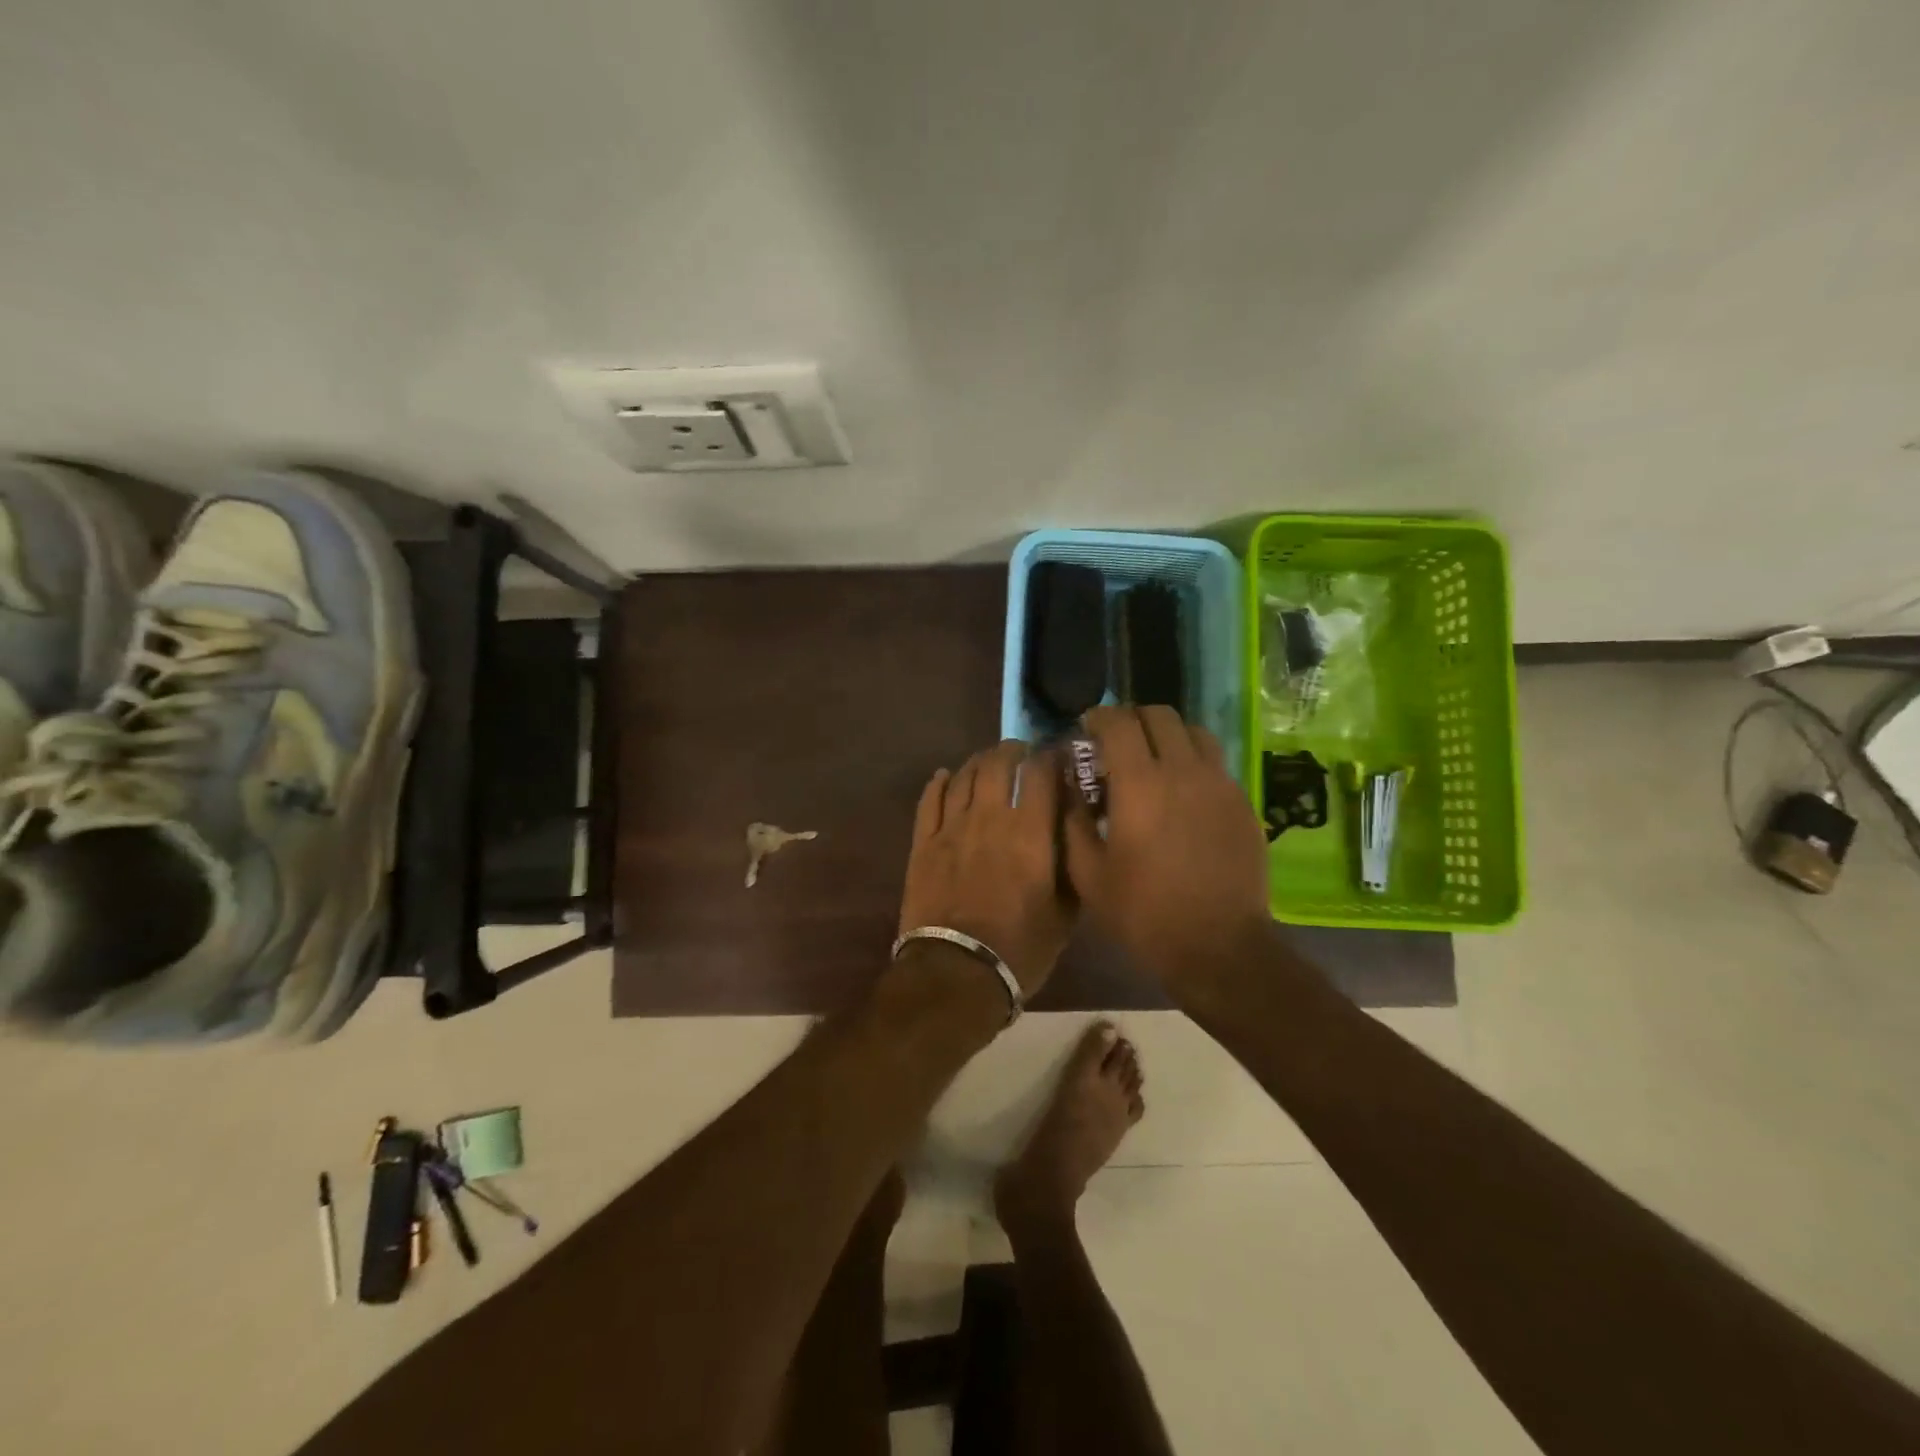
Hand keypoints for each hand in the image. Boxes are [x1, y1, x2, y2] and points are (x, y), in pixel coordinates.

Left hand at [898, 740, 1071, 996]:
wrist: (956, 973)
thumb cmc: (1020, 948)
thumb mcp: (1065, 913)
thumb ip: (1072, 864)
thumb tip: (1077, 830)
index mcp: (1029, 833)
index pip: (1041, 773)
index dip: (1051, 757)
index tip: (1058, 758)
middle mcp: (989, 818)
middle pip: (998, 763)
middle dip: (1013, 751)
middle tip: (1022, 753)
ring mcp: (951, 828)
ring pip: (964, 776)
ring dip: (979, 761)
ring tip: (989, 762)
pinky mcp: (923, 843)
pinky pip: (929, 800)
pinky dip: (940, 782)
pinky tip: (946, 776)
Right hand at [1063, 706, 1271, 983]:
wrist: (1219, 947)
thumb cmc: (1144, 913)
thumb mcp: (1089, 875)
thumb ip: (1073, 821)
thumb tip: (1069, 787)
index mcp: (1140, 784)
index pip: (1118, 722)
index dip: (1098, 718)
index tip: (1086, 728)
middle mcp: (1183, 770)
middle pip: (1159, 715)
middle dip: (1132, 719)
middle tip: (1116, 743)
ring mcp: (1219, 783)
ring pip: (1193, 731)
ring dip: (1166, 734)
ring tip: (1153, 759)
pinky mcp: (1242, 802)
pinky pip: (1215, 762)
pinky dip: (1192, 760)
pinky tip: (1182, 791)